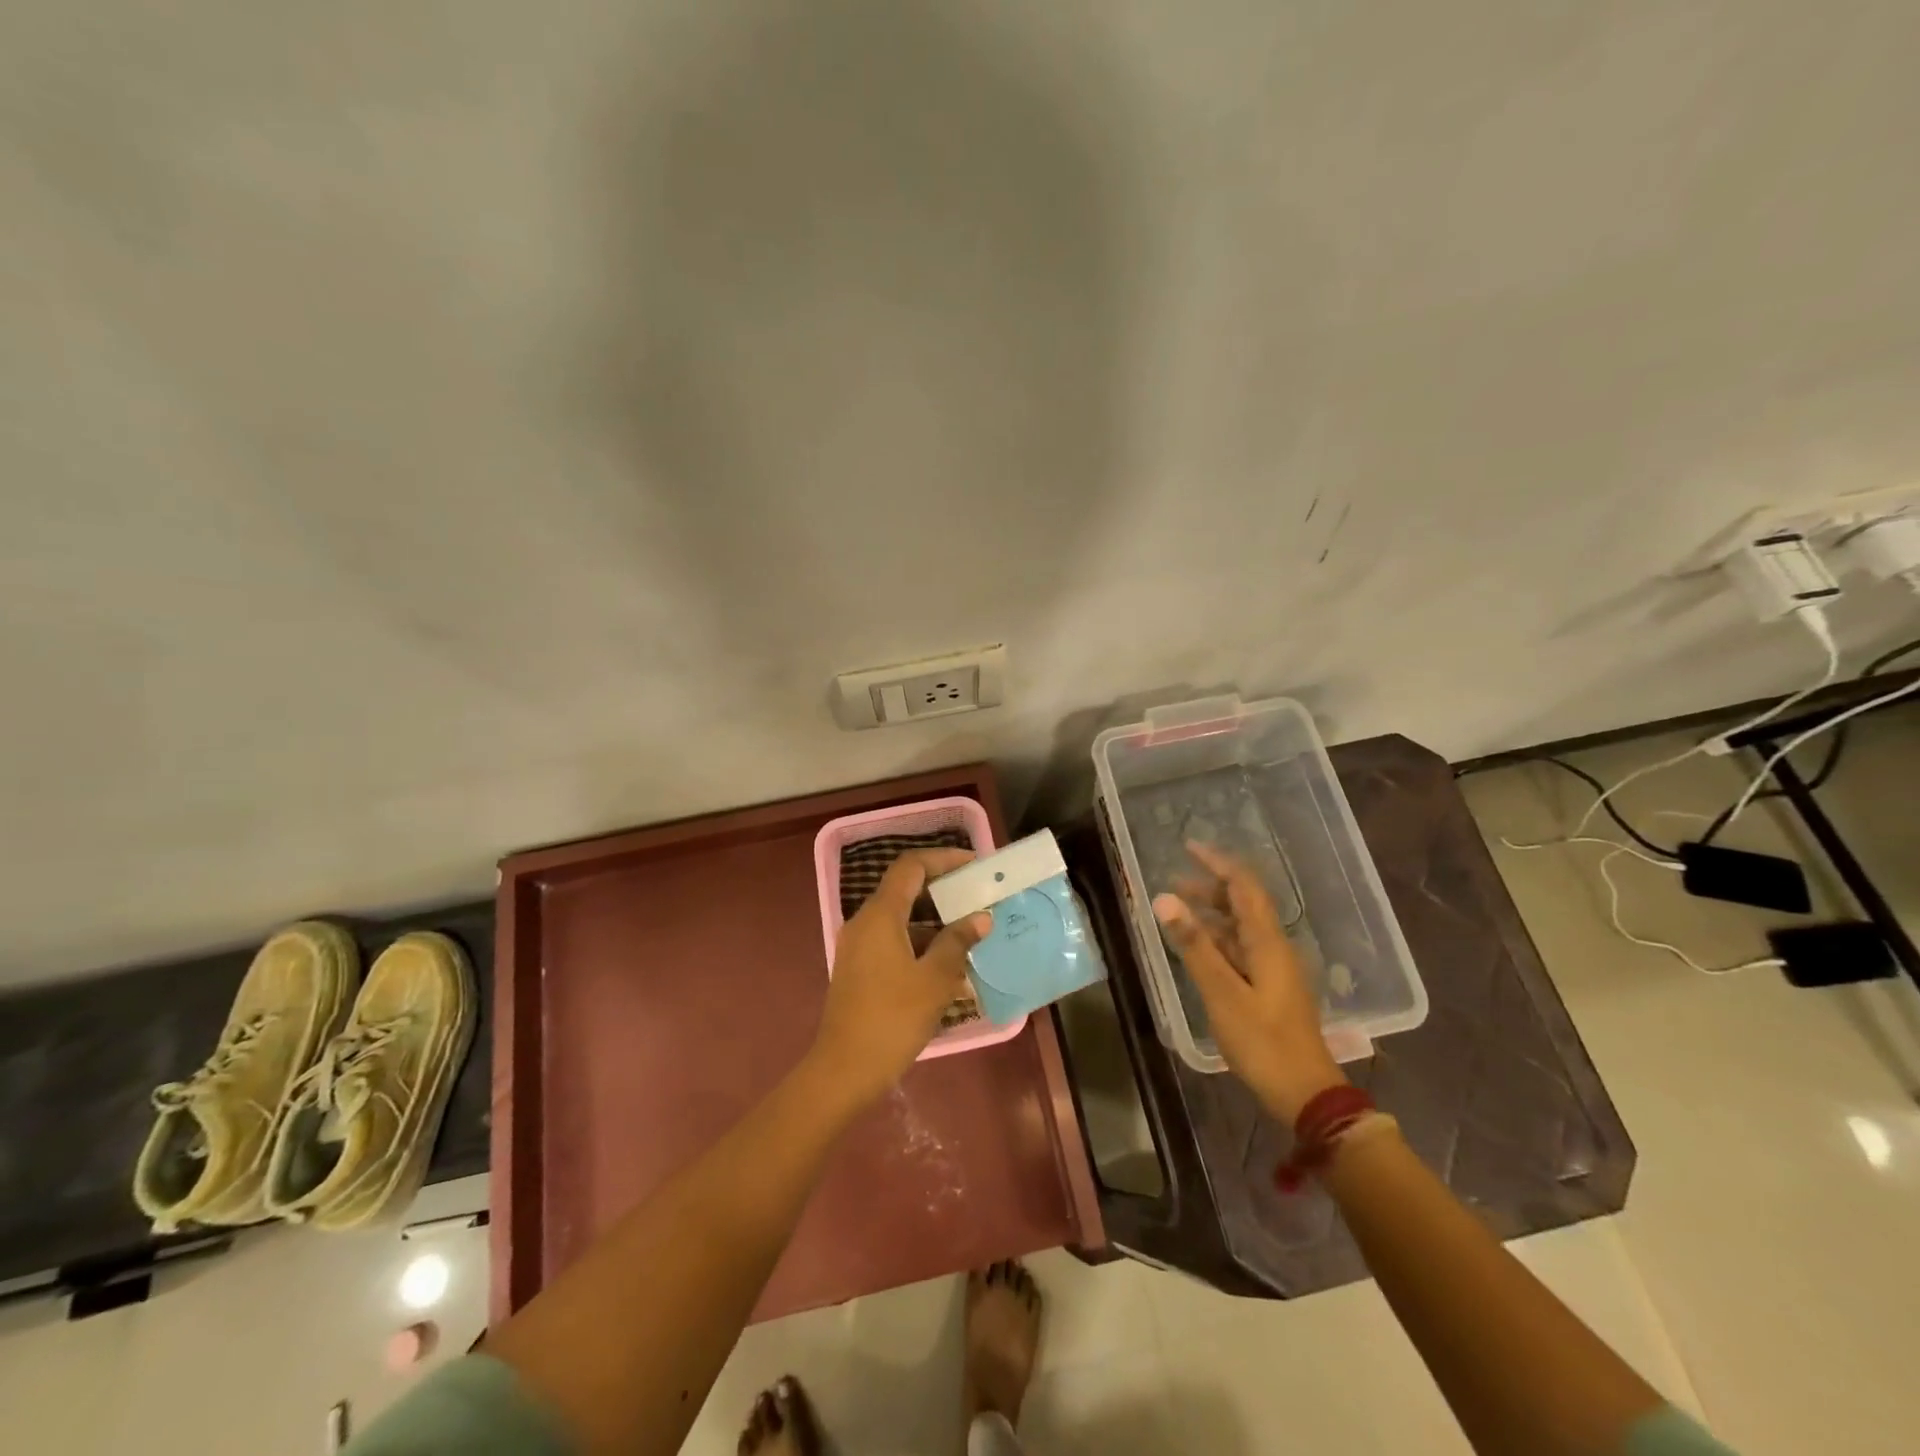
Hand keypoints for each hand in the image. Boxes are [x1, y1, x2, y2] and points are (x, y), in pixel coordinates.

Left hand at [810, 848, 992, 1103]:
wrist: (844, 1071)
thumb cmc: (893, 1018)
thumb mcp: (935, 979)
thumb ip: (958, 942)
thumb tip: (979, 918)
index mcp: (880, 914)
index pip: (911, 866)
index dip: (943, 858)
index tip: (973, 865)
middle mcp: (864, 922)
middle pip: (905, 890)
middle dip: (942, 891)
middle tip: (977, 898)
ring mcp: (858, 947)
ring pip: (900, 919)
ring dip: (933, 922)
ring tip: (970, 935)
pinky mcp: (858, 970)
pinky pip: (892, 942)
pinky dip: (919, 945)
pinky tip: (946, 968)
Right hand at [1152, 840, 1346, 1121]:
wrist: (1305, 1093)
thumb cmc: (1263, 1041)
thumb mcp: (1222, 992)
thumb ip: (1194, 945)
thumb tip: (1165, 899)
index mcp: (1268, 941)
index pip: (1244, 886)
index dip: (1218, 863)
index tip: (1190, 847)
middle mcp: (1274, 947)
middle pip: (1243, 904)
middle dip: (1210, 887)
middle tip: (1174, 882)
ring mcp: (1273, 968)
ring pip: (1240, 928)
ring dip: (1211, 914)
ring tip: (1177, 912)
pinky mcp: (1269, 988)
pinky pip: (1240, 950)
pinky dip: (1216, 940)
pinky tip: (1196, 949)